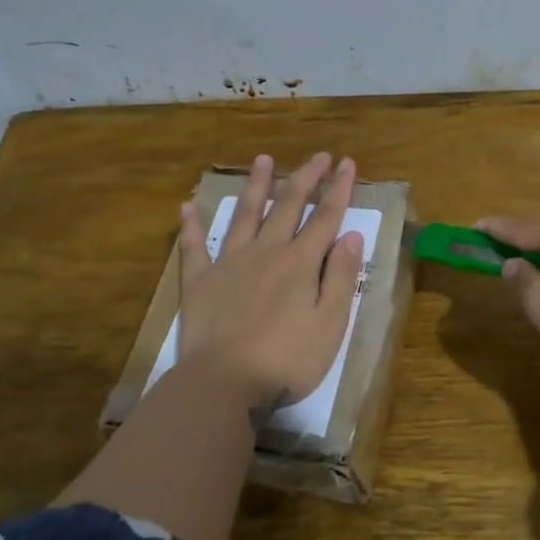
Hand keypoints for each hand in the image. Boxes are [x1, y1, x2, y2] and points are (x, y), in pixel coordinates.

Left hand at [177, 152, 365, 413]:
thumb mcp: (330, 324)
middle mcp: (266, 252)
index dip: (339, 189)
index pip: (326, 217)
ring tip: (264, 159)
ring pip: (244, 214)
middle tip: (318, 155)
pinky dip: (191, 225)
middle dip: (306, 178)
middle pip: (288, 206)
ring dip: (257, 186)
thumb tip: (350, 235)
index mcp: (300, 263)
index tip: (347, 162)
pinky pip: (193, 246)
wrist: (223, 383)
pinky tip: (188, 206)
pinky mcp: (199, 282)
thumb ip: (341, 277)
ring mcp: (229, 263)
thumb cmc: (287, 360)